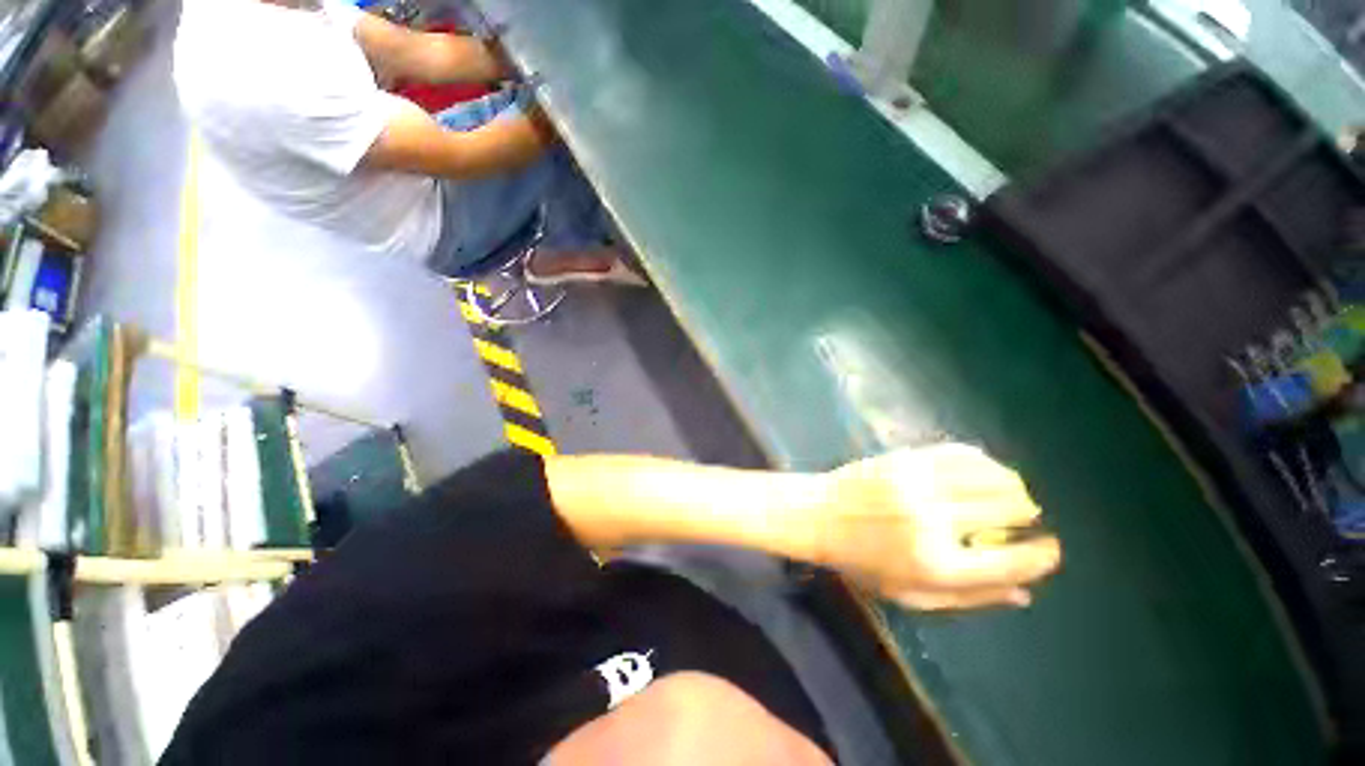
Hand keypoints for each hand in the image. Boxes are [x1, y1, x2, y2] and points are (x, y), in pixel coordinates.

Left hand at [818, 444, 1061, 610]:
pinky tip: (983, 468)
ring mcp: (919, 484)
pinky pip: (959, 453)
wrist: (819, 515)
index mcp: (938, 565)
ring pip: (991, 476)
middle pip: (1010, 510)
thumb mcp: (911, 595)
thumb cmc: (862, 561)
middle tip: (1020, 517)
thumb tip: (1025, 594)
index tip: (1049, 548)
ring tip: (1008, 492)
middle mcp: (934, 521)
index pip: (1012, 562)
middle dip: (1025, 515)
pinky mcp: (905, 459)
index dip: (1042, 556)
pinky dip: (982, 460)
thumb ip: (969, 597)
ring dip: (1010, 485)